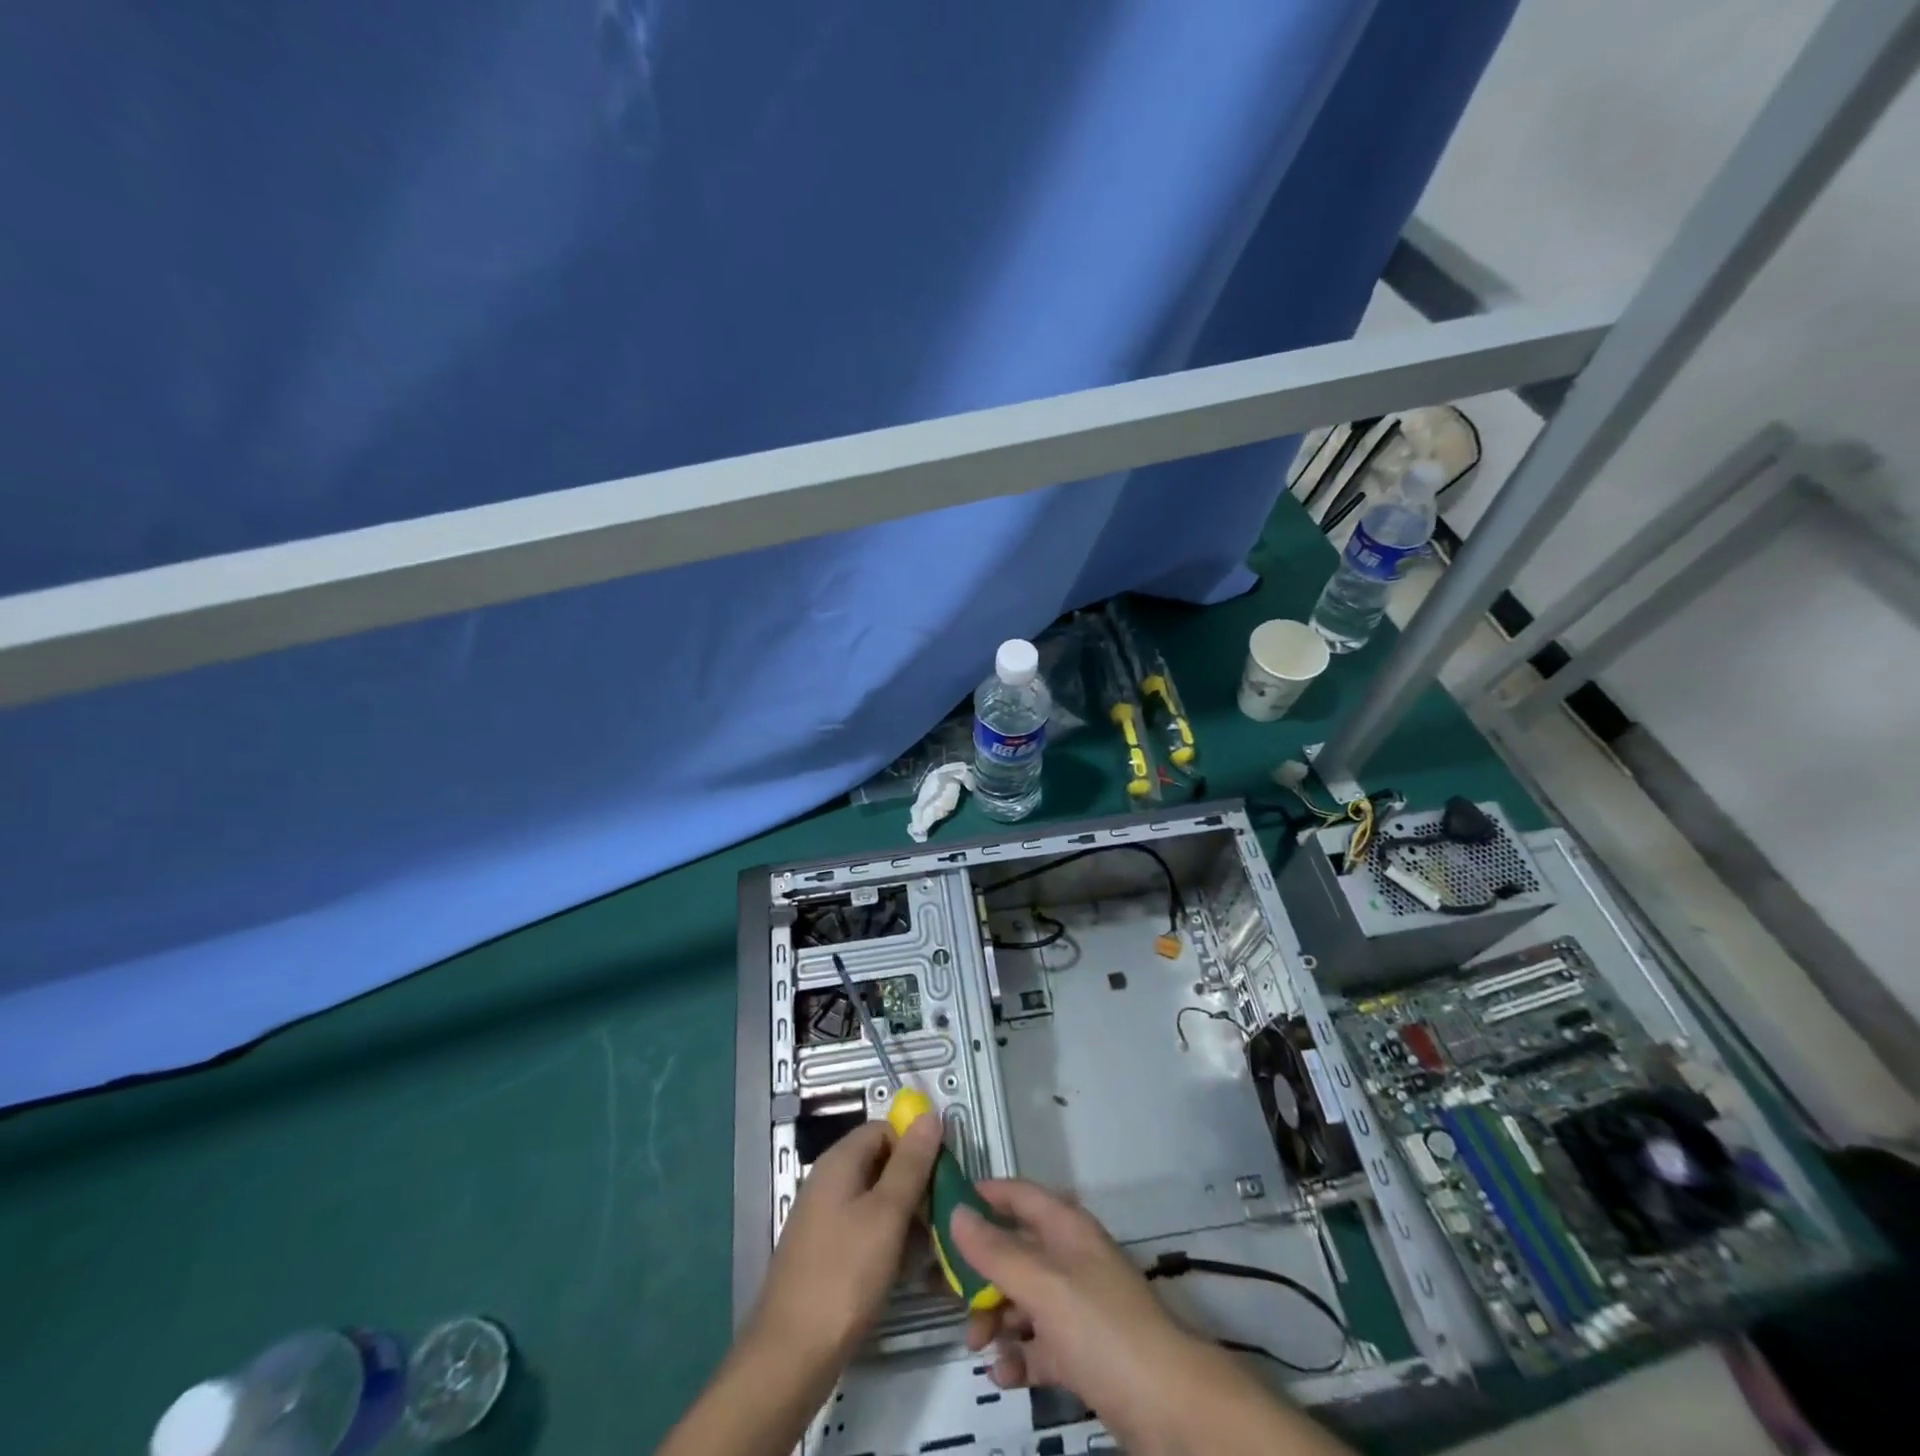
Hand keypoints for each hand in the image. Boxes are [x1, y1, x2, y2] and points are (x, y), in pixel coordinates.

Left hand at [747, 1115, 944, 1367]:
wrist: (791, 1356)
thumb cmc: (844, 1275)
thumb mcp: (887, 1214)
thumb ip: (911, 1163)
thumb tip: (930, 1115)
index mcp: (839, 1161)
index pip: (885, 1129)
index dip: (916, 1145)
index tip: (943, 1177)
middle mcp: (828, 1181)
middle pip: (881, 1163)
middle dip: (915, 1185)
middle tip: (942, 1218)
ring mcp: (824, 1218)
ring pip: (876, 1200)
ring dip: (906, 1218)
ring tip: (931, 1249)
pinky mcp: (826, 1252)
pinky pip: (865, 1230)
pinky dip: (888, 1242)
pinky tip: (906, 1270)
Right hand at [949, 1180, 1208, 1442]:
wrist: (1169, 1406)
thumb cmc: (1102, 1327)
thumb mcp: (1043, 1285)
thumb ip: (997, 1251)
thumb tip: (956, 1212)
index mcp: (1065, 1228)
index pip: (1018, 1195)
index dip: (983, 1195)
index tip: (942, 1207)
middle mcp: (1069, 1258)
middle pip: (1014, 1251)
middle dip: (980, 1271)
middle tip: (944, 1294)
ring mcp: (1076, 1306)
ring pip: (1022, 1299)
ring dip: (995, 1318)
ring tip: (977, 1344)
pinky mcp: (1081, 1352)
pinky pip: (1038, 1344)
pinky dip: (1018, 1355)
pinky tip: (1004, 1375)